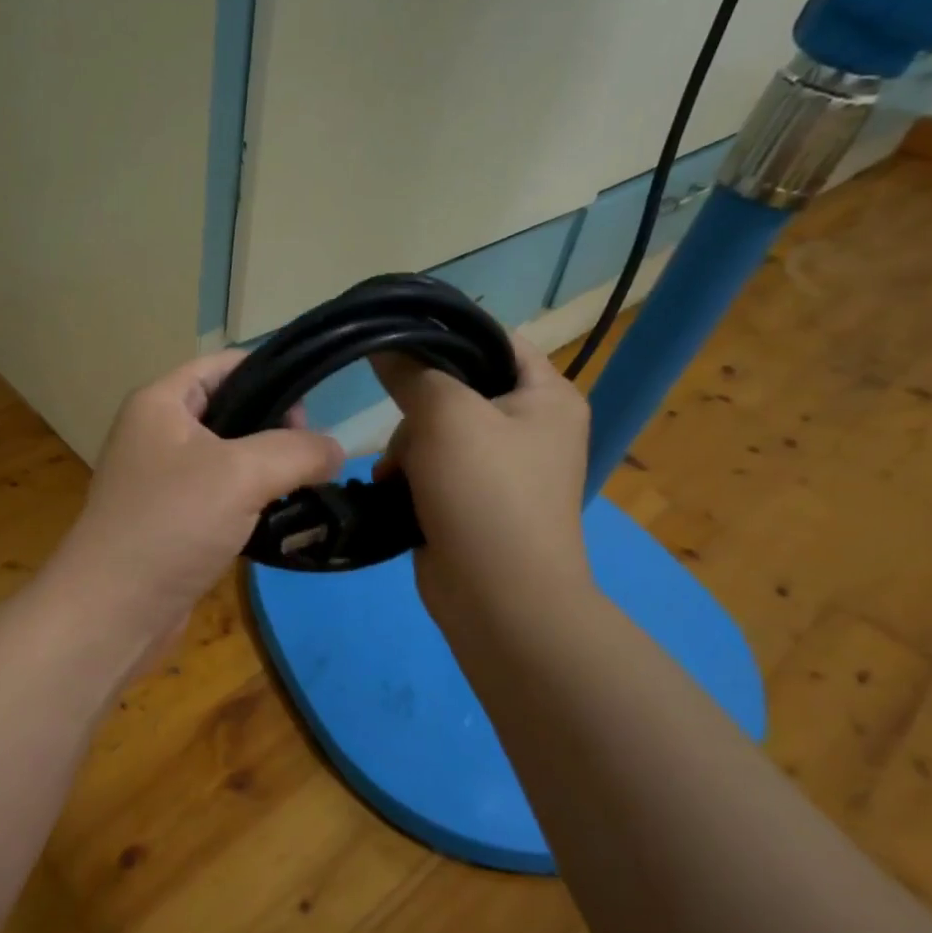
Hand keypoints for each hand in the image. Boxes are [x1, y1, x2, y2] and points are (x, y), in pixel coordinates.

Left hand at [48, 351, 343, 659]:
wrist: (113, 611)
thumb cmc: (171, 524)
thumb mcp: (241, 473)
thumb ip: (297, 451)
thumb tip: (335, 450)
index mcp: (160, 402)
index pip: (224, 364)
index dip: (271, 372)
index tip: (316, 403)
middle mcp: (157, 432)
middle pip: (230, 409)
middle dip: (275, 426)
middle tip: (312, 456)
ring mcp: (162, 479)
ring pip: (229, 457)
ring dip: (267, 469)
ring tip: (305, 486)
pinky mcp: (172, 520)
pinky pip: (220, 496)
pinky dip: (251, 501)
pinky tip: (280, 518)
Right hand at [371, 330, 594, 640]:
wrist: (498, 598)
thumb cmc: (485, 492)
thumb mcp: (447, 415)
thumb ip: (413, 372)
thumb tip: (383, 344)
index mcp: (547, 395)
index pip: (495, 340)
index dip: (446, 334)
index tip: (396, 339)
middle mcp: (530, 426)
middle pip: (457, 387)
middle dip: (418, 410)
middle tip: (404, 431)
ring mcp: (501, 467)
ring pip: (435, 430)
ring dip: (406, 447)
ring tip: (394, 474)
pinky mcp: (472, 500)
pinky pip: (431, 467)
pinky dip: (409, 475)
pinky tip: (392, 489)